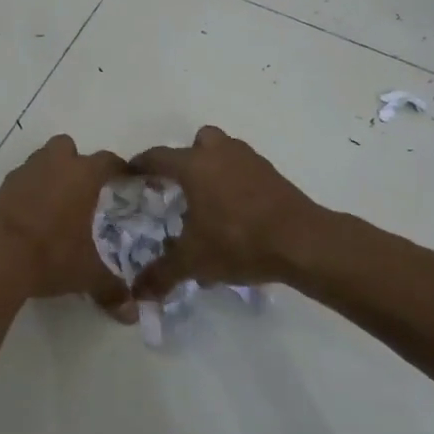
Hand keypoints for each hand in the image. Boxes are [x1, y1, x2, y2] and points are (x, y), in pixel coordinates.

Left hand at [0, 134, 132, 314]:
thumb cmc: (50, 254)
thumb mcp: (86, 274)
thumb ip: (111, 288)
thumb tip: (131, 312)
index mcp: (82, 175)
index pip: (108, 161)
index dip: (119, 170)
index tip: (126, 180)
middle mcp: (53, 165)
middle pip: (67, 147)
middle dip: (76, 162)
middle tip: (84, 189)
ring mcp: (22, 174)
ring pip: (40, 161)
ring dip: (49, 175)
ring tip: (57, 204)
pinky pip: (20, 182)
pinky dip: (28, 193)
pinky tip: (32, 218)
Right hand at [128, 126, 321, 299]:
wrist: (301, 241)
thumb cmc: (238, 241)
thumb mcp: (194, 261)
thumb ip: (162, 274)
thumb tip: (138, 291)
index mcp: (194, 165)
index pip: (158, 157)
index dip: (141, 165)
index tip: (131, 174)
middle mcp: (220, 153)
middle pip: (198, 142)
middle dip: (186, 159)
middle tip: (179, 186)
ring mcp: (250, 160)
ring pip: (225, 153)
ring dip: (214, 169)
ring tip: (207, 202)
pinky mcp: (273, 174)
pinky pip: (245, 170)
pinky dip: (236, 183)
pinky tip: (235, 214)